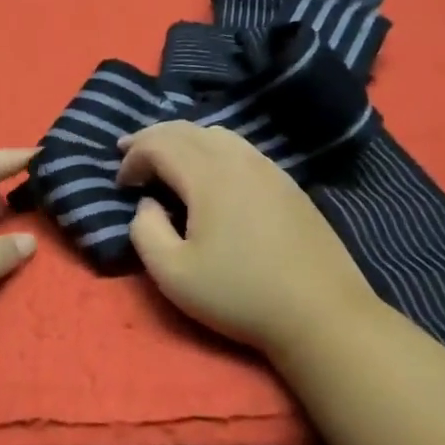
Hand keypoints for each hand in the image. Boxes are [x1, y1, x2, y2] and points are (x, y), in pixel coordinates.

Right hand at [119, 121, 380, 354]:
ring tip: (167, 158)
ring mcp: (269, 169)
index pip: (159, 144)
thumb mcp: (172, 274)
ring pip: (217, 134)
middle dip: (152, 138)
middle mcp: (238, 159)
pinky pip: (241, 149)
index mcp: (208, 175)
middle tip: (129, 152)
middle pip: (186, 129)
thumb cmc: (240, 295)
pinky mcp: (288, 185)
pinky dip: (212, 149)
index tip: (121, 184)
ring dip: (184, 140)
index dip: (133, 157)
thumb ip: (145, 231)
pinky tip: (210, 173)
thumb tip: (148, 204)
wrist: (323, 315)